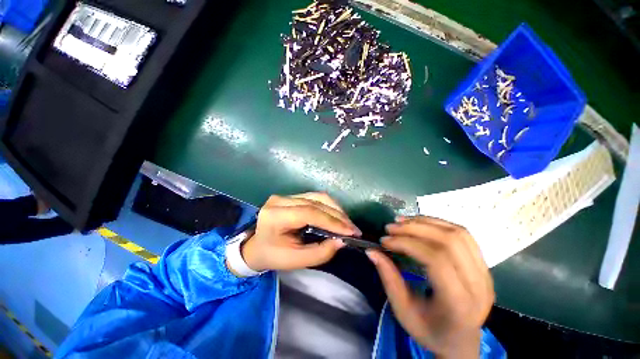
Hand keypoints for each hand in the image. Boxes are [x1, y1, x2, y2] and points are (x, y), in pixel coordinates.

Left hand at [241, 193, 359, 271]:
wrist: (257, 246)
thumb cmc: (273, 255)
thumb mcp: (295, 261)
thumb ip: (320, 253)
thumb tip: (341, 241)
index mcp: (275, 216)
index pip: (308, 213)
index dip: (331, 221)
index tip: (350, 231)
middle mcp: (280, 200)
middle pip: (316, 202)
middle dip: (338, 216)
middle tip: (353, 229)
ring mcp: (286, 195)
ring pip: (318, 197)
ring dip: (336, 210)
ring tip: (347, 224)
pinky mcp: (293, 196)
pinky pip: (316, 198)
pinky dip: (330, 207)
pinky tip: (337, 217)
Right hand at [366, 216, 493, 357]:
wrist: (460, 341)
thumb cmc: (429, 331)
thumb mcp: (403, 310)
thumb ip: (388, 278)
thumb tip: (371, 251)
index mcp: (459, 304)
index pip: (436, 261)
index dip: (407, 244)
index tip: (385, 240)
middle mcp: (479, 285)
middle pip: (449, 242)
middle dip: (414, 229)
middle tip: (391, 227)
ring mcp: (485, 273)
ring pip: (457, 233)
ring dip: (425, 223)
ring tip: (402, 221)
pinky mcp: (483, 265)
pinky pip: (462, 234)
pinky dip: (437, 224)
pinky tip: (419, 223)